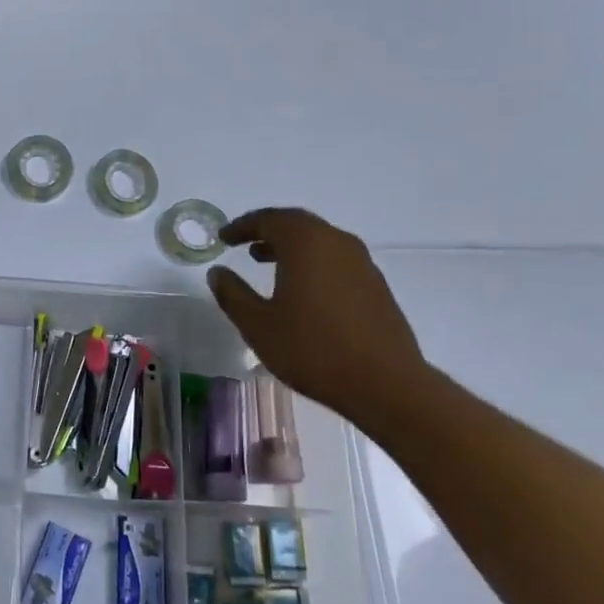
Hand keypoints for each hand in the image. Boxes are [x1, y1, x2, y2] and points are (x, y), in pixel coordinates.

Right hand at [205, 208, 430, 415]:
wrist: (386, 384)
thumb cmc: (313, 349)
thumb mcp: (258, 325)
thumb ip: (233, 294)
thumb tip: (217, 273)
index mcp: (305, 242)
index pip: (268, 219)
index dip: (242, 226)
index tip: (223, 237)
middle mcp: (336, 242)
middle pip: (296, 223)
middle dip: (267, 230)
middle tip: (244, 243)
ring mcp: (361, 262)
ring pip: (319, 240)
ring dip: (290, 246)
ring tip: (266, 262)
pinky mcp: (376, 285)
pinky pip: (336, 259)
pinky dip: (312, 262)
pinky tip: (302, 289)